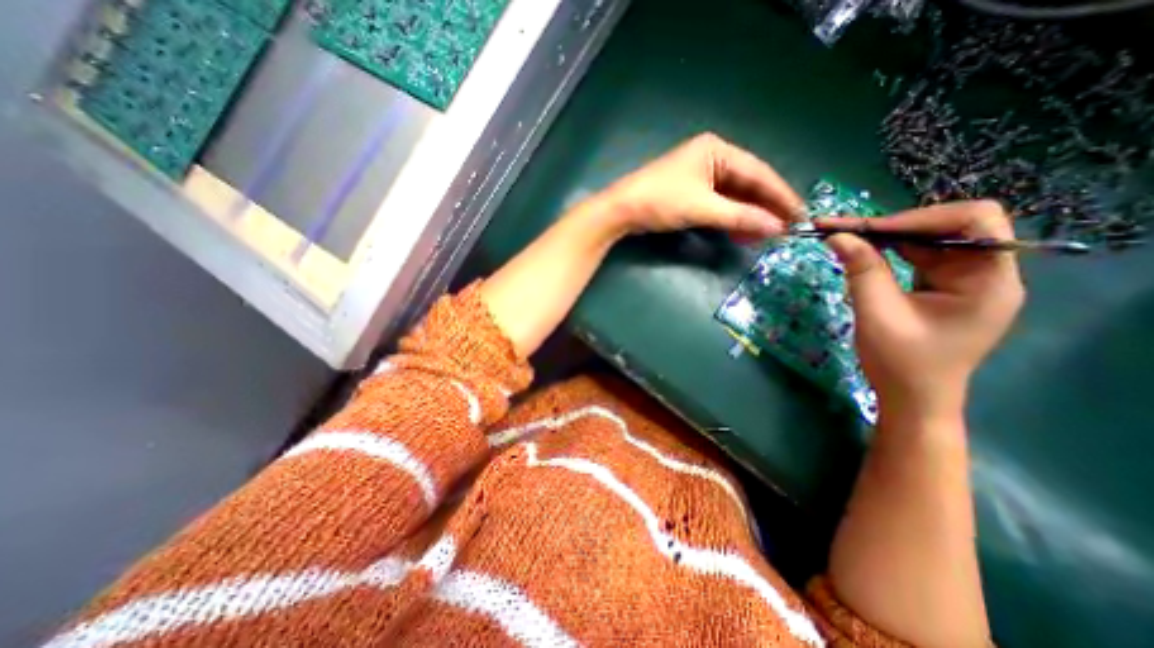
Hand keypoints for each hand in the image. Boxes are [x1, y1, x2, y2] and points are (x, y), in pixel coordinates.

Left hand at [594, 133, 803, 240]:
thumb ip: (740, 217)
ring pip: (733, 196)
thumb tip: (776, 227)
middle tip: (785, 229)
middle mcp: (712, 157)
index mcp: (717, 150)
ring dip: (748, 215)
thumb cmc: (661, 201)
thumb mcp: (703, 208)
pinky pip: (718, 203)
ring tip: (764, 235)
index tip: (800, 215)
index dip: (780, 195)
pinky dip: (730, 218)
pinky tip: (740, 231)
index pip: (758, 172)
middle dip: (764, 208)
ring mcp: (700, 175)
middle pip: (747, 184)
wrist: (621, 210)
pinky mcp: (691, 191)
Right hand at [824, 200, 1020, 416]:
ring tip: (846, 237)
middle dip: (896, 225)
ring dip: (887, 237)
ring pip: (930, 240)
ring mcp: (965, 281)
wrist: (912, 399)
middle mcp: (986, 274)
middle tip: (846, 229)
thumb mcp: (877, 314)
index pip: (973, 221)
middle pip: (949, 227)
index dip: (920, 218)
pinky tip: (863, 253)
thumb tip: (837, 236)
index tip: (868, 229)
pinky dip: (889, 252)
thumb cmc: (901, 363)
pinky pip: (919, 257)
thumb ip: (861, 271)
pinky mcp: (944, 289)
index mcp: (989, 281)